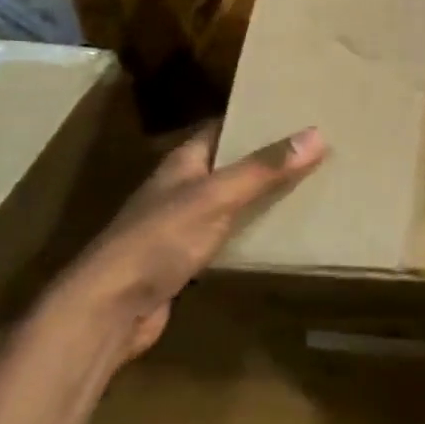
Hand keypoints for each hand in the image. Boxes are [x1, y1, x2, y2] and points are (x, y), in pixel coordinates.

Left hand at [47, 122, 326, 366]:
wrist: (107, 311)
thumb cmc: (158, 240)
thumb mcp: (216, 197)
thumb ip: (264, 169)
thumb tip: (317, 133)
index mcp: (184, 162)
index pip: (224, 127)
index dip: (256, 118)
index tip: (297, 113)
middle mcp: (181, 187)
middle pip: (231, 164)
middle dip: (267, 157)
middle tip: (315, 150)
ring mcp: (180, 225)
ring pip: (230, 201)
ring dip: (261, 195)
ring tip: (309, 186)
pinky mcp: (185, 261)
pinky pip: (227, 236)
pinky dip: (250, 231)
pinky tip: (279, 234)